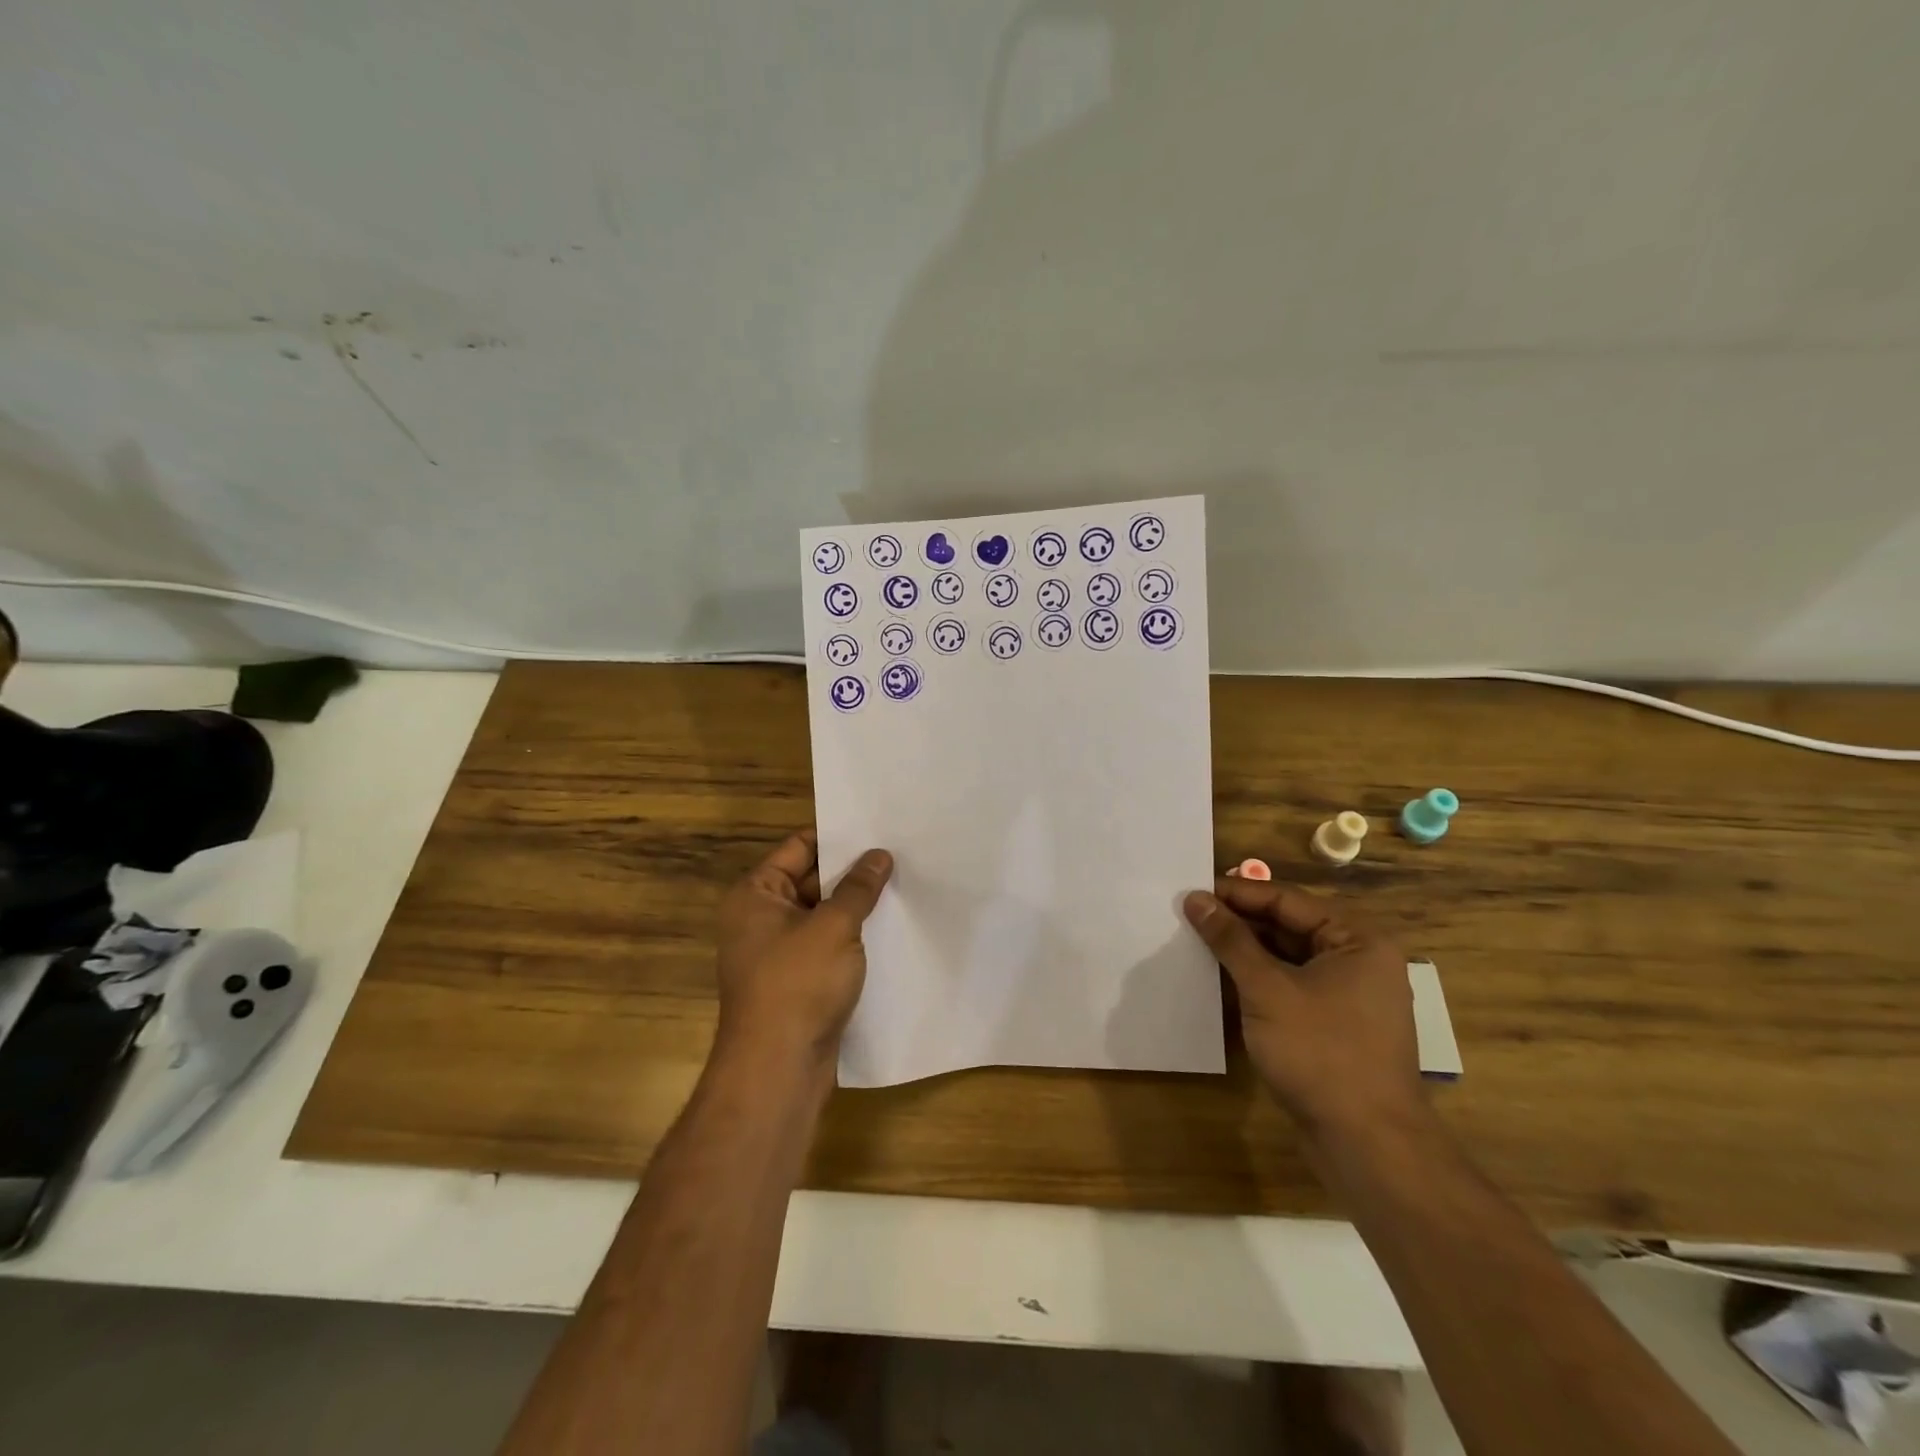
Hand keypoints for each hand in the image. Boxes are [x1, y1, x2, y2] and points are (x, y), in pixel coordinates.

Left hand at [715, 830, 893, 1068]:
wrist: (778, 1068)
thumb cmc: (798, 984)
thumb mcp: (834, 926)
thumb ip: (858, 888)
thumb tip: (880, 855)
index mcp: (756, 894)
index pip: (799, 847)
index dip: (837, 836)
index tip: (876, 826)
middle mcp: (761, 917)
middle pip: (812, 879)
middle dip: (853, 871)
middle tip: (900, 852)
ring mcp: (780, 951)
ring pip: (824, 914)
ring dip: (856, 905)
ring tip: (904, 883)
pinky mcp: (798, 980)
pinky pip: (828, 945)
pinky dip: (853, 936)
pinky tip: (891, 927)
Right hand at [1183, 879, 1426, 1142]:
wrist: (1368, 1145)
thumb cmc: (1320, 1052)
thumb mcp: (1267, 989)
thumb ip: (1230, 940)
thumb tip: (1195, 898)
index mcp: (1356, 940)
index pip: (1287, 901)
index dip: (1237, 893)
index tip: (1192, 889)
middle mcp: (1358, 961)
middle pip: (1288, 926)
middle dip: (1238, 922)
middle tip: (1188, 914)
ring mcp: (1348, 996)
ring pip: (1286, 958)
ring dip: (1244, 952)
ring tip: (1196, 941)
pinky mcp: (1333, 1026)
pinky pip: (1289, 987)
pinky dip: (1257, 981)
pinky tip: (1219, 979)